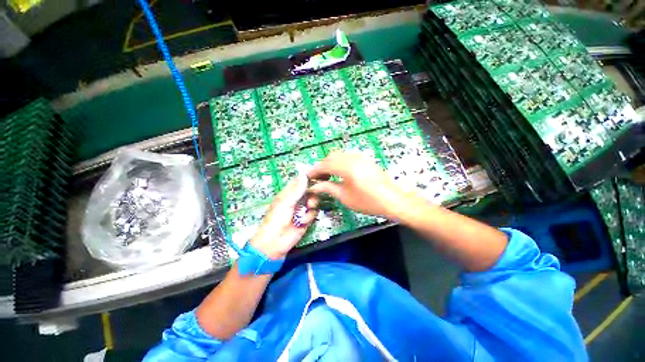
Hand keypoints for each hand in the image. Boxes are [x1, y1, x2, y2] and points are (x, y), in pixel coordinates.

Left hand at [250, 175, 317, 259]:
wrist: (275, 243)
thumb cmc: (276, 220)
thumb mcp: (286, 203)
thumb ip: (297, 190)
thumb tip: (304, 175)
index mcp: (288, 194)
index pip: (300, 182)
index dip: (308, 180)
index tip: (317, 178)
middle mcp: (296, 200)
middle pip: (310, 191)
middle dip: (312, 195)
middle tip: (311, 198)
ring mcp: (302, 210)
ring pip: (314, 202)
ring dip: (312, 206)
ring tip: (307, 210)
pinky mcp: (307, 219)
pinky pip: (314, 213)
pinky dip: (310, 217)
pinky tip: (303, 222)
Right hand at [307, 151, 413, 218]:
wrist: (393, 200)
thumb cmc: (368, 201)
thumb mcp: (345, 196)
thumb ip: (327, 188)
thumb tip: (314, 186)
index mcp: (346, 166)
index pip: (324, 164)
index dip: (314, 170)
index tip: (308, 178)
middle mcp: (352, 157)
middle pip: (331, 157)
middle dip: (322, 166)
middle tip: (317, 178)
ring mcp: (360, 157)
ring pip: (339, 155)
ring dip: (330, 164)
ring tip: (327, 177)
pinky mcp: (365, 159)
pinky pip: (347, 157)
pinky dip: (339, 163)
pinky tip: (339, 173)